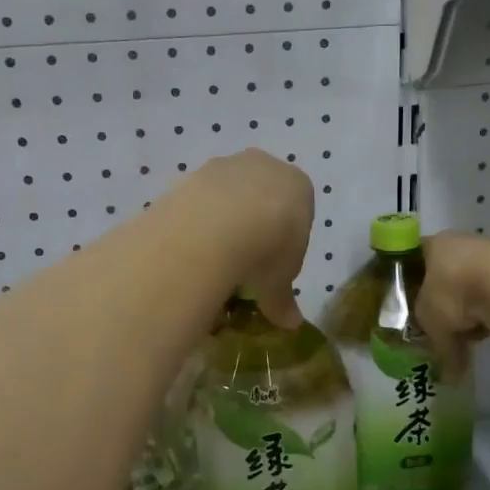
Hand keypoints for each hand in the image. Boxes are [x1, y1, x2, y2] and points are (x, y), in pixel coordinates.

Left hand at [179, 150, 314, 327]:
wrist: (217, 226)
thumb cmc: (268, 249)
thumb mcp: (279, 282)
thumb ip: (284, 300)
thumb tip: (291, 324)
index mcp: (298, 186)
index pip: (297, 214)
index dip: (285, 244)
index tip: (272, 267)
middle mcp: (264, 166)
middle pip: (261, 198)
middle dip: (253, 227)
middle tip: (242, 264)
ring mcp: (226, 165)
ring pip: (227, 196)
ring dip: (221, 222)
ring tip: (213, 259)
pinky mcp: (192, 173)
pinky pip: (197, 200)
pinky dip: (195, 221)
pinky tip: (191, 247)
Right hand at [415, 232, 489, 376]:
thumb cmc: (455, 294)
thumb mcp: (431, 322)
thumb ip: (434, 344)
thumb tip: (447, 376)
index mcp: (433, 245)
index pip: (412, 262)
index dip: (408, 286)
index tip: (407, 308)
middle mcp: (460, 243)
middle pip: (443, 276)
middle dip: (442, 304)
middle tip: (439, 328)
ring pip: (471, 287)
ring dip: (469, 310)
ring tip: (468, 336)